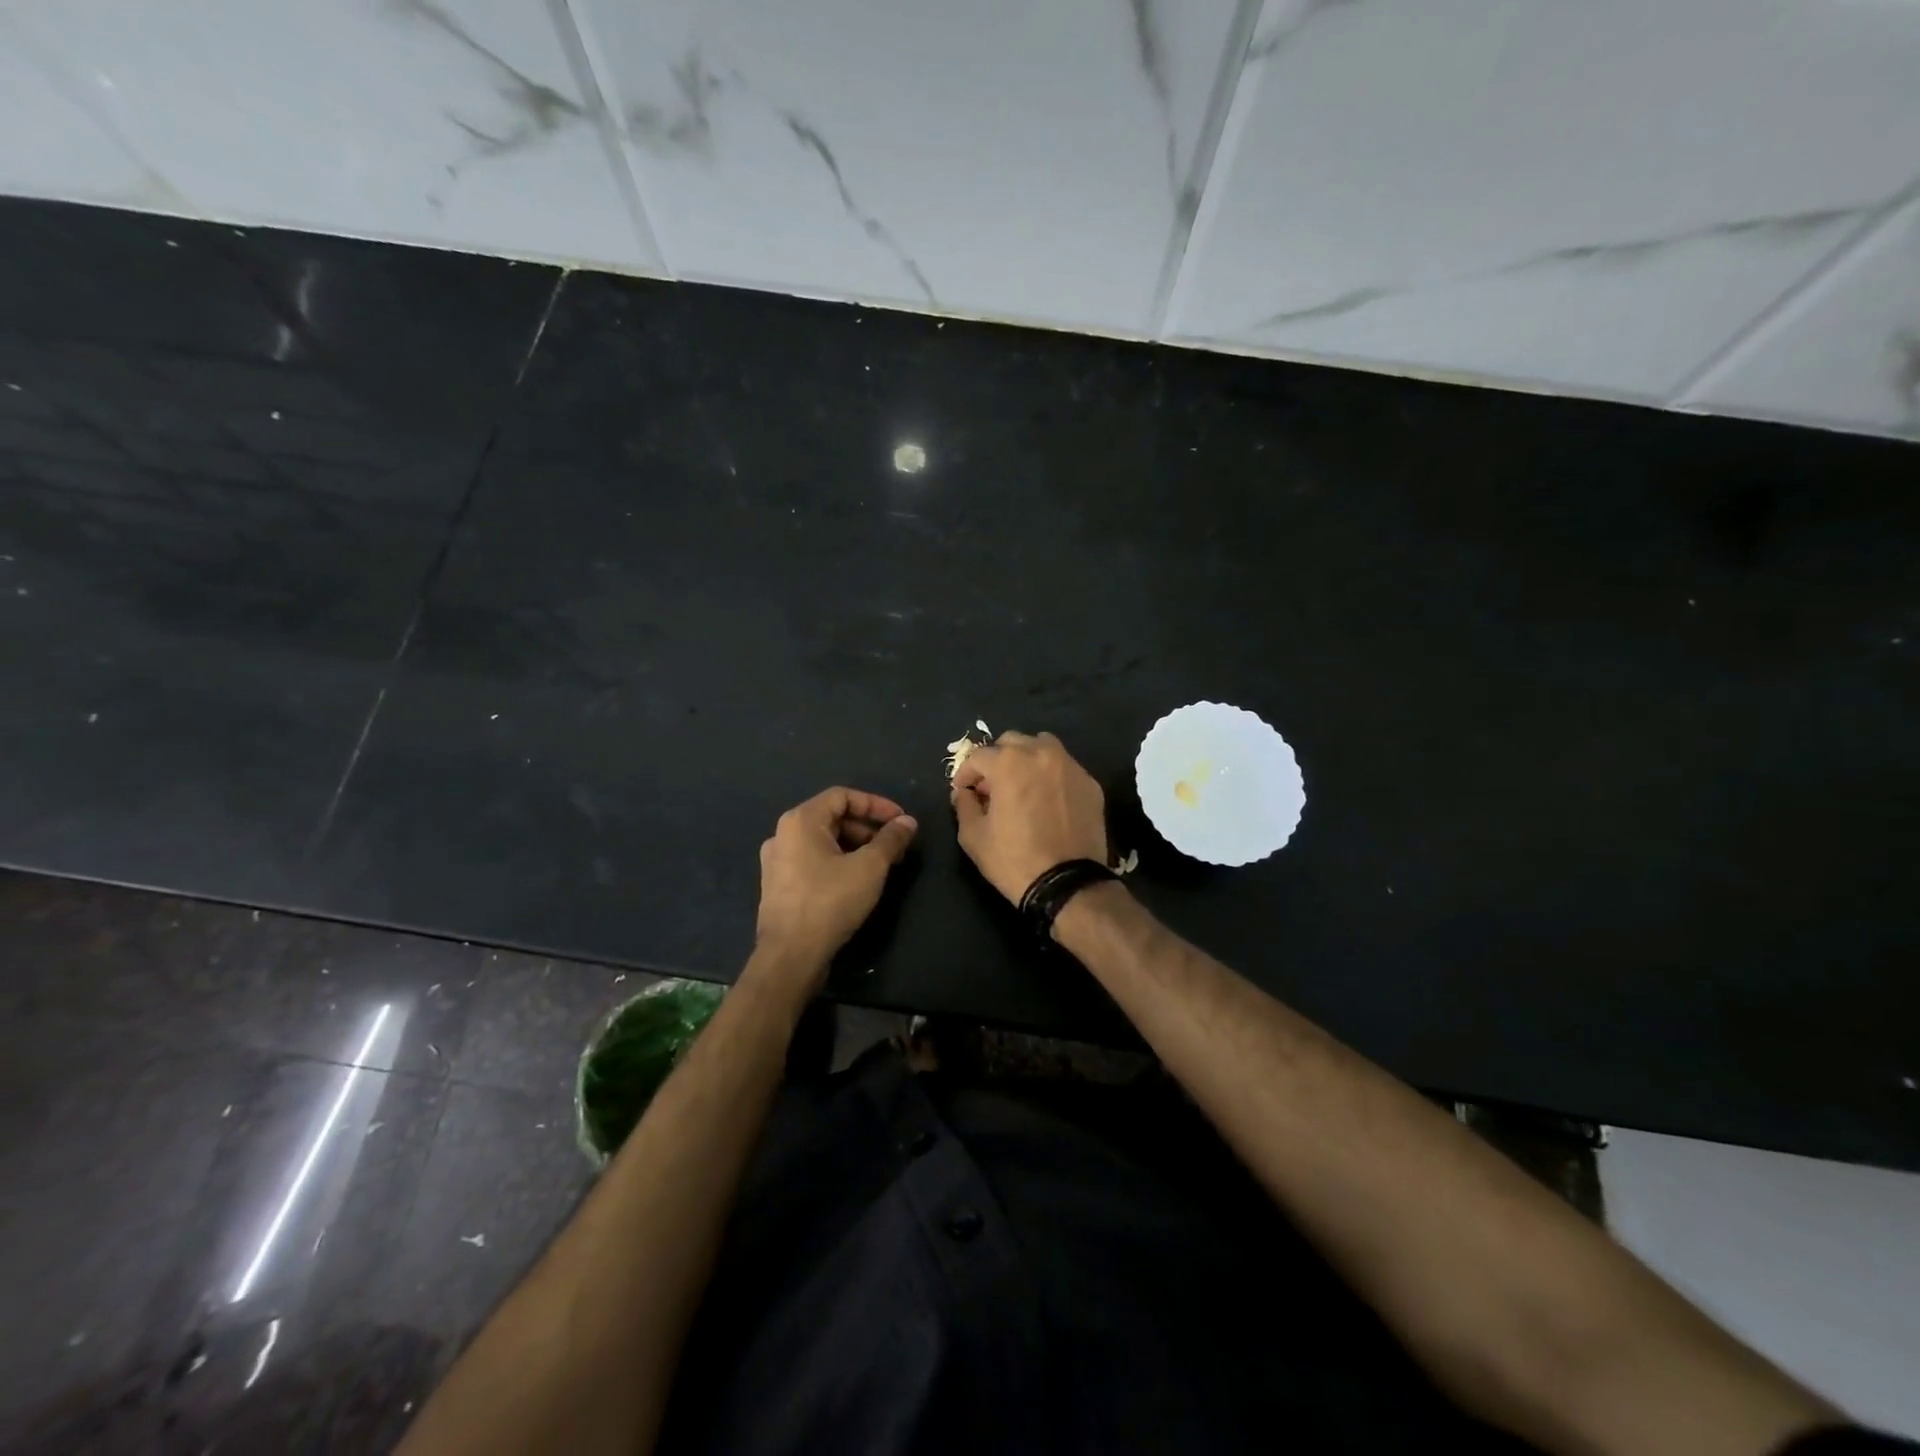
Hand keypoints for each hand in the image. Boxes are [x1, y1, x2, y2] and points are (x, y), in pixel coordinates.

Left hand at [755, 787, 917, 973]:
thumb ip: (891, 839)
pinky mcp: (779, 885)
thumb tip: (908, 822)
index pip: (843, 796)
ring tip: (882, 865)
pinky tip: (858, 881)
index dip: (876, 804)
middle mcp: (783, 834)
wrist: (790, 956)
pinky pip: (813, 861)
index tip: (900, 821)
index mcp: (800, 821)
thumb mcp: (869, 867)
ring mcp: (777, 861)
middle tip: (895, 846)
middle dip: (868, 828)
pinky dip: (839, 862)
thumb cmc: (830, 902)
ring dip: (856, 846)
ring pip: (824, 841)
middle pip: (833, 818)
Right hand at [951, 732, 1107, 902]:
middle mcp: (1041, 754)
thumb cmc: (1014, 860)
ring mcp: (1070, 766)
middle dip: (996, 760)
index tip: (963, 791)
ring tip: (1021, 785)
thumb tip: (964, 793)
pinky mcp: (1090, 783)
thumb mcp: (974, 836)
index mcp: (1009, 763)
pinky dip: (1051, 776)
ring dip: (1026, 759)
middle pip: (1012, 742)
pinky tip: (1047, 800)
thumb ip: (963, 806)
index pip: (978, 756)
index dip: (965, 773)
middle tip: (991, 787)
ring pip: (1042, 746)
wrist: (1068, 884)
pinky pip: (1064, 768)